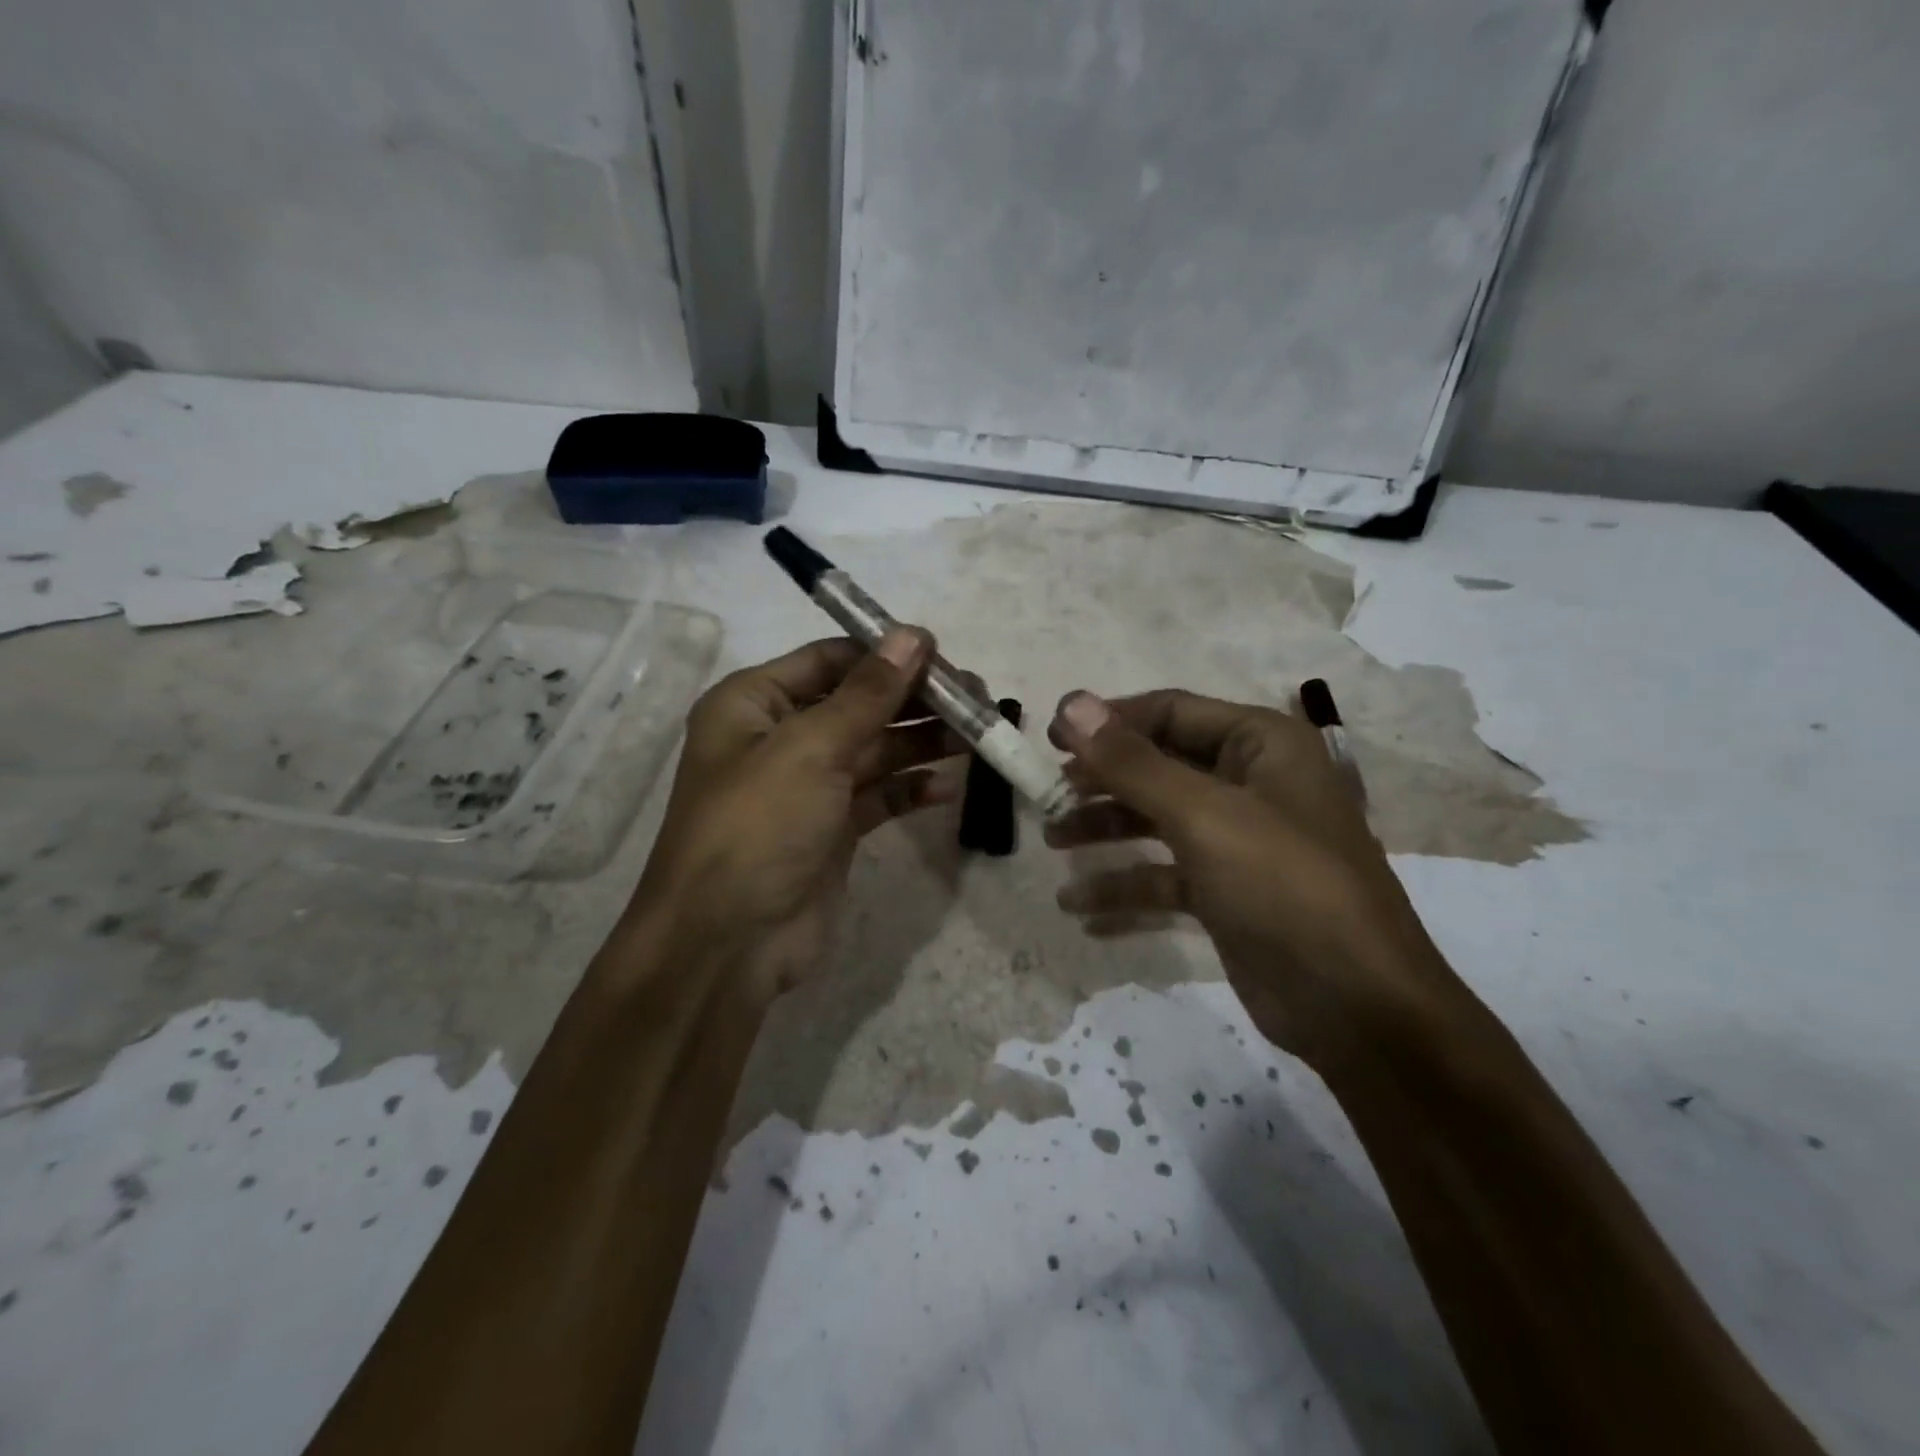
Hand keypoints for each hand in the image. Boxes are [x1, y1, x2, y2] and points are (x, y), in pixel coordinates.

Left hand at [631, 629, 963, 1007]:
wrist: (728, 943)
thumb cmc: (758, 825)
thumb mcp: (810, 748)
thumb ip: (868, 693)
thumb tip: (913, 635)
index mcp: (753, 704)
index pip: (828, 660)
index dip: (884, 654)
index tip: (942, 655)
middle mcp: (778, 738)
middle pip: (858, 704)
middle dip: (914, 700)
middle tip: (976, 698)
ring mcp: (807, 787)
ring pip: (874, 750)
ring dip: (922, 742)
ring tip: (977, 736)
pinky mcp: (831, 829)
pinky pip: (879, 796)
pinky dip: (910, 790)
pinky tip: (946, 788)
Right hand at [1046, 689, 1458, 1070]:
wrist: (1356, 1008)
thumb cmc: (1283, 886)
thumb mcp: (1203, 816)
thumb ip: (1132, 762)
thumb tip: (1071, 705)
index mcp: (1261, 745)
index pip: (1169, 712)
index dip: (1107, 721)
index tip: (1049, 739)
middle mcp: (1252, 783)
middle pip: (1159, 766)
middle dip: (1101, 782)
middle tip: (1047, 796)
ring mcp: (1240, 841)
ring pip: (1157, 821)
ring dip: (1105, 831)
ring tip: (1053, 845)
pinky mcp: (1228, 892)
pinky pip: (1166, 876)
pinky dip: (1126, 889)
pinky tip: (1082, 910)